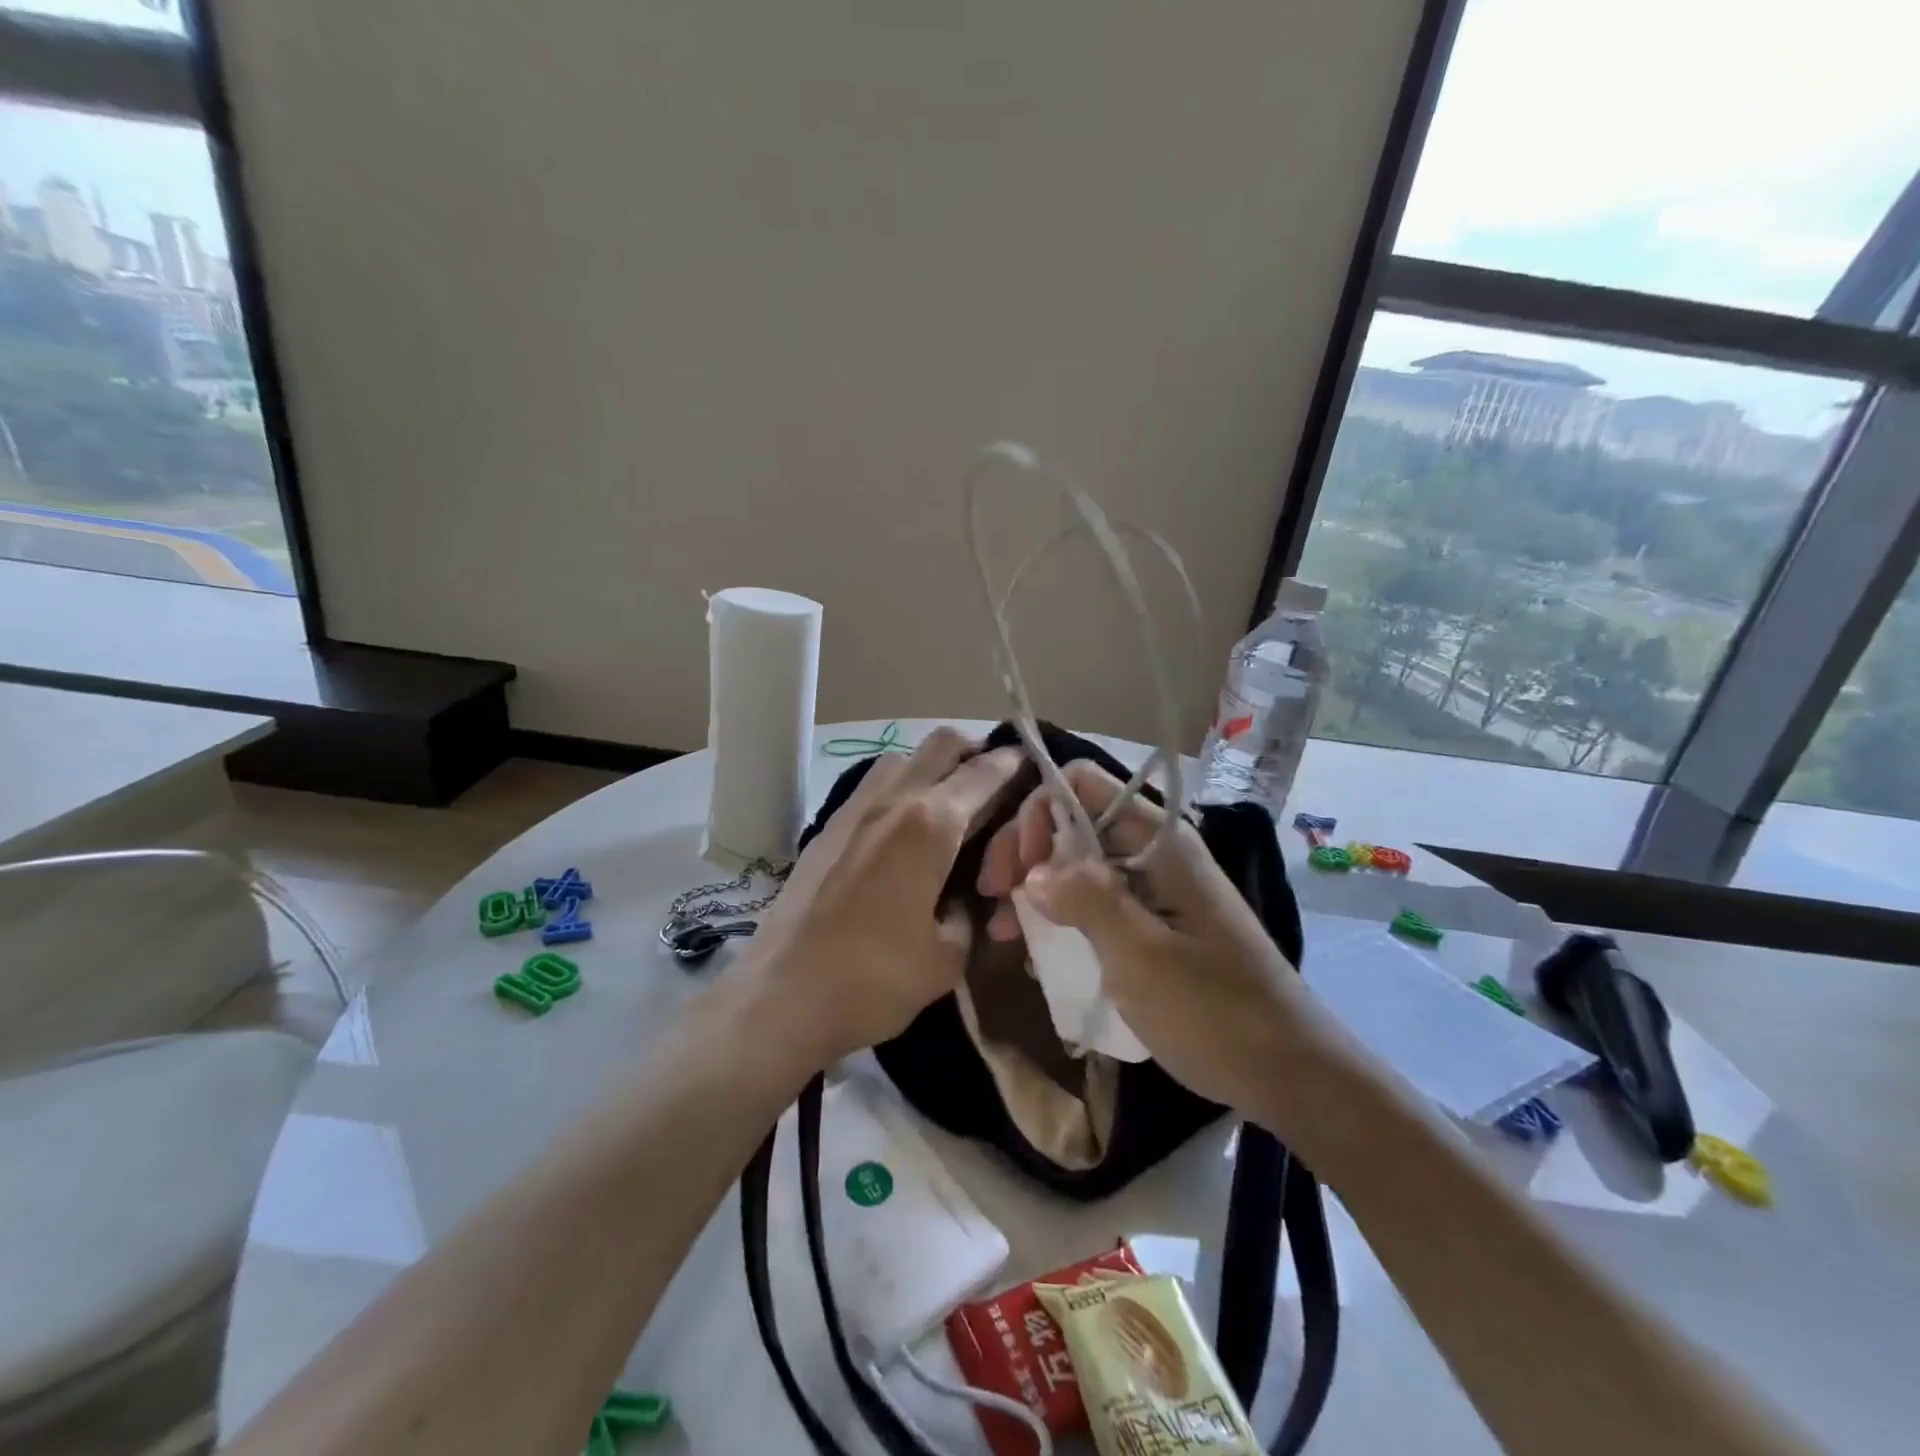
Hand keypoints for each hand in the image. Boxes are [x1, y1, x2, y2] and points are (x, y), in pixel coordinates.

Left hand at [738, 728, 1022, 1069]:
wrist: (781, 996)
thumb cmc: (874, 980)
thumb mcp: (947, 958)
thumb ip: (968, 914)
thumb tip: (962, 897)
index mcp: (931, 825)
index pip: (984, 773)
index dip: (1014, 764)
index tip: (1032, 765)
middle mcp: (893, 801)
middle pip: (941, 743)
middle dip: (975, 750)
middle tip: (994, 780)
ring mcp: (853, 809)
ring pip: (902, 758)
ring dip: (933, 766)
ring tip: (949, 804)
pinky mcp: (827, 827)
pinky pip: (874, 785)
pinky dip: (901, 787)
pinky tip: (904, 830)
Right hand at [976, 759, 1313, 1113]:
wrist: (1287, 1072)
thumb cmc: (1214, 1012)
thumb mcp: (1141, 956)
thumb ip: (1086, 899)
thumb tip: (1033, 871)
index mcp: (1158, 841)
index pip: (1082, 784)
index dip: (1039, 812)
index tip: (1019, 869)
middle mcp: (1152, 853)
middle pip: (1072, 823)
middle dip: (1027, 853)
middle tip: (995, 899)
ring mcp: (1152, 890)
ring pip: (1077, 865)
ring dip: (1036, 890)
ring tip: (1004, 933)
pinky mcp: (1150, 926)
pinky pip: (1093, 904)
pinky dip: (1060, 919)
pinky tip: (1036, 954)